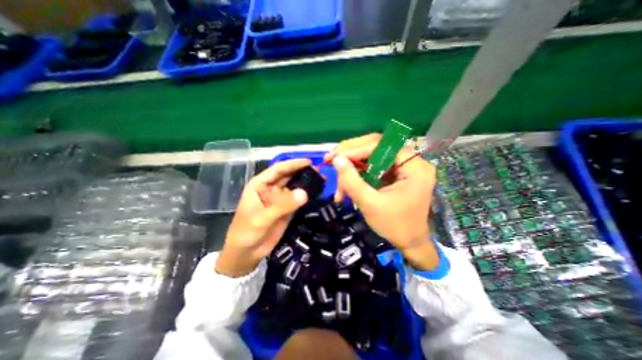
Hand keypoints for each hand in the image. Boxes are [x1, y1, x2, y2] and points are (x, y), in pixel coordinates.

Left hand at [215, 159, 310, 276]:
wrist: (246, 253)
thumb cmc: (246, 232)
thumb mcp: (262, 218)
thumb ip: (283, 205)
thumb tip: (305, 193)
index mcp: (260, 185)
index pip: (278, 169)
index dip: (293, 164)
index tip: (309, 162)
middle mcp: (271, 189)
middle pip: (288, 176)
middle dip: (303, 172)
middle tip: (320, 170)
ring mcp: (280, 199)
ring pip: (295, 187)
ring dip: (307, 183)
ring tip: (322, 179)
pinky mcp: (287, 209)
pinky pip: (298, 199)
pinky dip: (307, 196)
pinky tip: (317, 192)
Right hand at [326, 134, 441, 270]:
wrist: (409, 243)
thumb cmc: (394, 226)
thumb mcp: (370, 204)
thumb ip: (352, 181)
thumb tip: (336, 159)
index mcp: (414, 167)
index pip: (382, 146)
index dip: (356, 149)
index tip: (334, 156)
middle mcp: (410, 162)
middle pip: (376, 147)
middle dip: (351, 154)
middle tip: (331, 159)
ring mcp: (402, 167)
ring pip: (371, 157)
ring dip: (351, 168)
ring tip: (338, 183)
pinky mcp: (394, 174)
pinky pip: (372, 167)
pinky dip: (357, 175)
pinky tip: (345, 187)